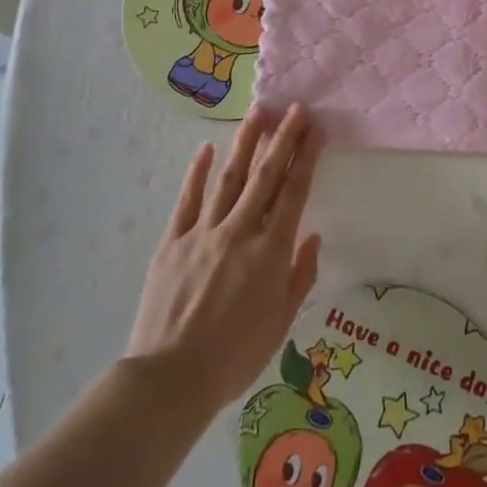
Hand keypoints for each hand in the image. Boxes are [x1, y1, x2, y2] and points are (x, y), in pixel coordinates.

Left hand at [126, 105, 323, 413]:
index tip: (316, 130)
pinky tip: (207, 150)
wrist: (170, 379)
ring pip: (229, 179)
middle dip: (283, 138)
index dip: (306, 158)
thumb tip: (312, 237)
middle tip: (294, 108)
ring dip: (245, 144)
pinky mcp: (173, 242)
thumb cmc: (235, 357)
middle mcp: (239, 232)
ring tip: (257, 114)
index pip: (294, 193)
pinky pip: (188, 200)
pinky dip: (198, 173)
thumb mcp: (281, 323)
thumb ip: (300, 276)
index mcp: (270, 252)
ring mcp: (203, 233)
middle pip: (265, 176)